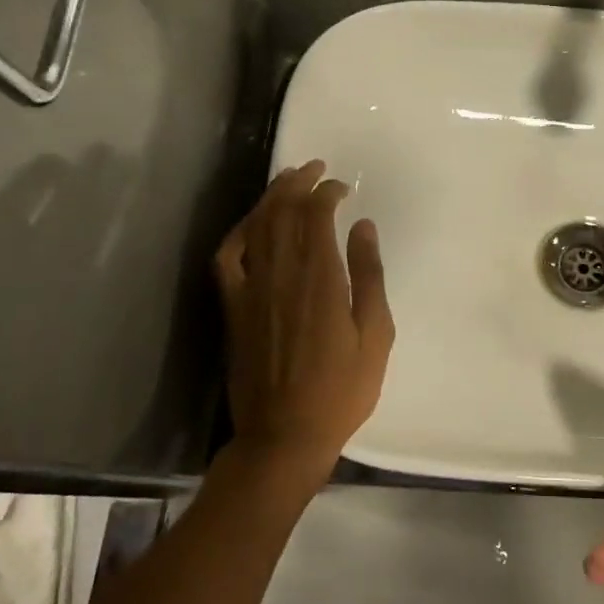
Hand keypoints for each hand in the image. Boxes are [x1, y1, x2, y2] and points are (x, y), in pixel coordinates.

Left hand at [214, 160, 393, 486]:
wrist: (284, 435)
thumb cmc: (341, 390)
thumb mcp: (376, 335)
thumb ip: (369, 277)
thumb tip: (363, 227)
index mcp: (320, 280)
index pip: (315, 216)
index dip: (327, 193)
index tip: (344, 188)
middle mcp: (280, 275)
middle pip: (282, 212)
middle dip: (298, 183)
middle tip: (315, 167)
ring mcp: (250, 290)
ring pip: (255, 227)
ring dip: (271, 198)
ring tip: (287, 180)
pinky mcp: (233, 308)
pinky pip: (227, 258)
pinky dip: (238, 232)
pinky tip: (250, 223)